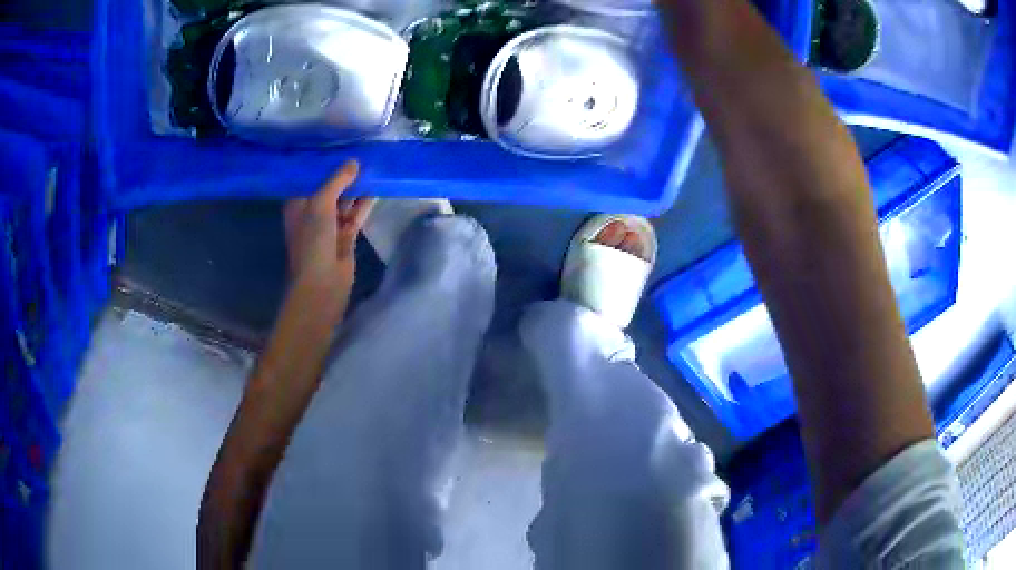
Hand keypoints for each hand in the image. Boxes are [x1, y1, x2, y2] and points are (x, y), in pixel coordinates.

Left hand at [283, 160, 374, 288]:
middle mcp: (312, 212)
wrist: (322, 282)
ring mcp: (329, 225)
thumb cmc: (312, 240)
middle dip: (343, 173)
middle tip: (361, 150)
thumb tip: (354, 161)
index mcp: (298, 204)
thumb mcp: (321, 203)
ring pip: (344, 200)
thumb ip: (337, 181)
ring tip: (373, 165)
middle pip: (329, 187)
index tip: (338, 143)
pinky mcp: (345, 235)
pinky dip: (364, 203)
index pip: (310, 177)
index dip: (323, 162)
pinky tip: (376, 188)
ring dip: (356, 187)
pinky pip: (356, 214)